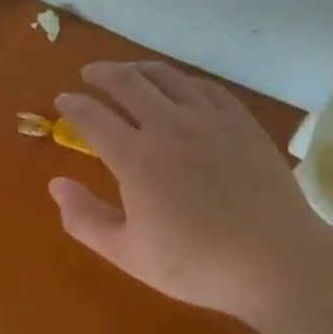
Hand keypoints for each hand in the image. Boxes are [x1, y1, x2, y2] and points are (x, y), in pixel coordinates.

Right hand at [50, 61, 317, 323]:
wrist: (277, 262)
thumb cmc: (198, 264)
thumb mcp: (129, 254)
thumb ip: (85, 219)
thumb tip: (56, 184)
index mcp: (135, 157)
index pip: (92, 116)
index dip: (72, 105)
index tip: (62, 99)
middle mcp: (167, 125)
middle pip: (126, 82)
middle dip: (101, 74)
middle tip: (89, 74)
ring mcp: (207, 118)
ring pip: (165, 76)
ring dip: (138, 69)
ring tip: (128, 71)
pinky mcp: (239, 121)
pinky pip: (204, 86)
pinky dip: (181, 80)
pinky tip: (179, 86)